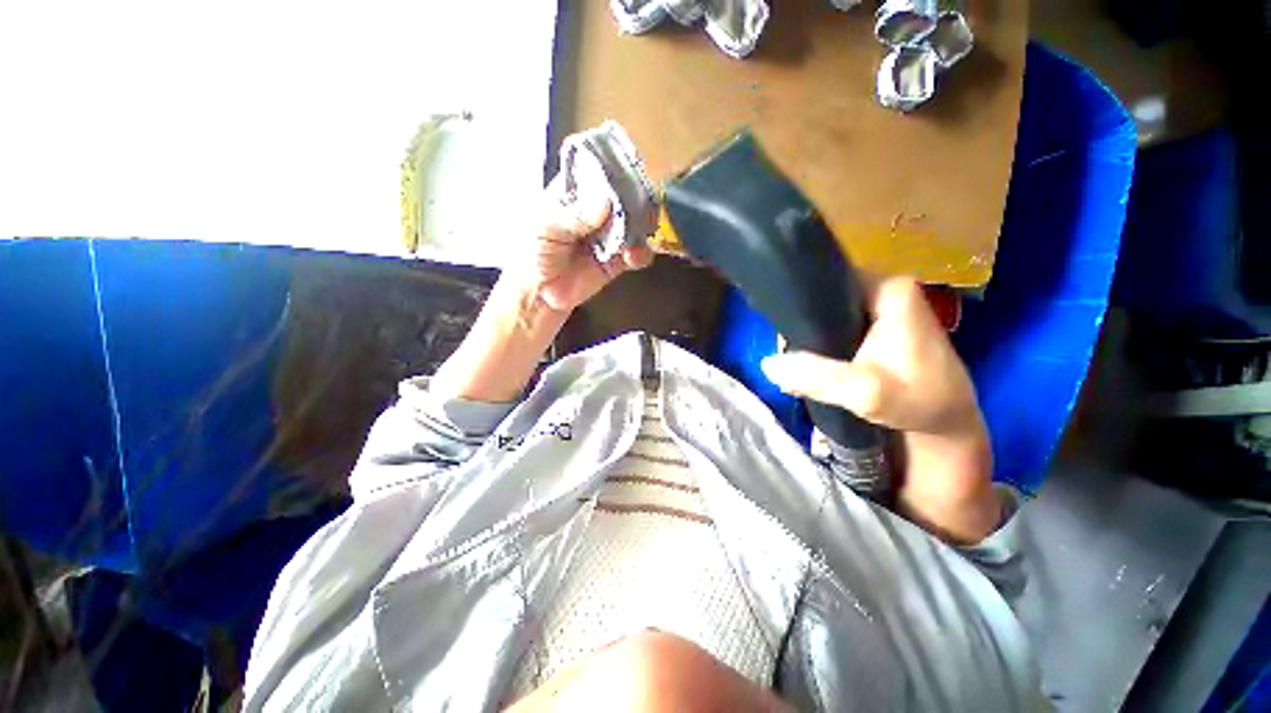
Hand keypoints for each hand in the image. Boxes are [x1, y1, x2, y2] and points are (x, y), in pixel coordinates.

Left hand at [510, 158, 653, 313]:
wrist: (538, 294)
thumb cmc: (532, 253)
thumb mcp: (548, 228)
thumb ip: (577, 216)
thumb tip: (606, 201)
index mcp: (574, 193)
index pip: (598, 172)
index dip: (615, 168)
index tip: (633, 168)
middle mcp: (595, 211)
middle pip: (622, 197)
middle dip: (635, 200)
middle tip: (644, 205)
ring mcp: (608, 235)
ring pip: (633, 224)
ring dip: (641, 227)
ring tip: (641, 233)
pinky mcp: (616, 260)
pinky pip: (635, 253)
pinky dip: (640, 253)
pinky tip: (634, 256)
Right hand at [759, 276, 1000, 543]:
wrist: (945, 427)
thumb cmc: (918, 405)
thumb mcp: (868, 394)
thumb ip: (820, 377)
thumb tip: (767, 364)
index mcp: (888, 289)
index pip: (828, 280)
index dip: (799, 303)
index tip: (782, 333)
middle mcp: (882, 290)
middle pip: (824, 298)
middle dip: (801, 327)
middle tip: (787, 355)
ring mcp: (877, 309)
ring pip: (825, 315)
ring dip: (807, 339)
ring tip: (794, 363)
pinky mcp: (873, 328)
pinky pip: (833, 328)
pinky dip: (817, 346)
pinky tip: (808, 365)